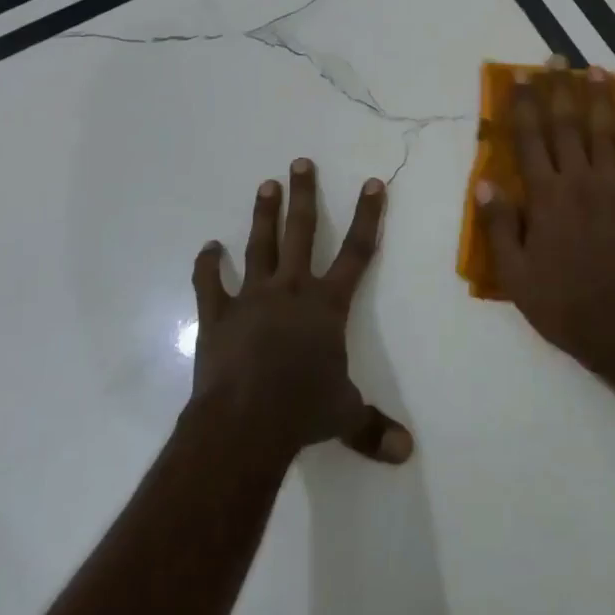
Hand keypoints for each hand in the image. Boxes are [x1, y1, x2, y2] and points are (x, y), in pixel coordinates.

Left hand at [190, 160, 412, 464]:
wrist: (244, 422)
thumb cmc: (302, 410)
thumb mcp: (344, 416)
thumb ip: (374, 427)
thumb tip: (407, 453)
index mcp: (327, 304)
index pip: (356, 251)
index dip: (367, 216)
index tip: (371, 183)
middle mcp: (292, 289)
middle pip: (301, 232)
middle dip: (304, 195)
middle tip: (300, 162)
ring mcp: (252, 298)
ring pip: (259, 245)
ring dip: (263, 214)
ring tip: (266, 185)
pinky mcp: (218, 315)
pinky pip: (210, 283)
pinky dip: (207, 265)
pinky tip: (207, 247)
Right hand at [474, 59, 614, 382]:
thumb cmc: (563, 305)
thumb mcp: (516, 274)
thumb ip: (500, 225)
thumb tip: (483, 183)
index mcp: (546, 197)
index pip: (530, 139)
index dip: (525, 104)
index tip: (522, 76)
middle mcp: (580, 181)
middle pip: (568, 125)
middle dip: (560, 89)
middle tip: (557, 58)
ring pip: (607, 132)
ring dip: (600, 98)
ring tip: (595, 70)